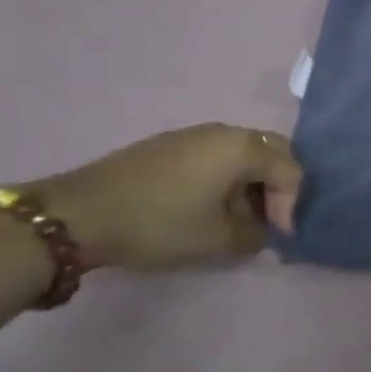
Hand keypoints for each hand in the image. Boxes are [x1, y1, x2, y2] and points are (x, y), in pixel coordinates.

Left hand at [30, 125, 302, 270]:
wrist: (79, 213)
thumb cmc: (160, 223)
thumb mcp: (217, 239)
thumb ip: (254, 235)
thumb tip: (262, 231)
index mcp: (244, 148)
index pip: (290, 171)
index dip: (291, 206)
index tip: (277, 237)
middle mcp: (225, 131)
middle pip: (272, 152)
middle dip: (277, 187)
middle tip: (267, 220)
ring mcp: (195, 134)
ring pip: (243, 152)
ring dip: (251, 182)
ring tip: (237, 217)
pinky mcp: (170, 144)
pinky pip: (216, 155)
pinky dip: (226, 177)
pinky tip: (207, 205)